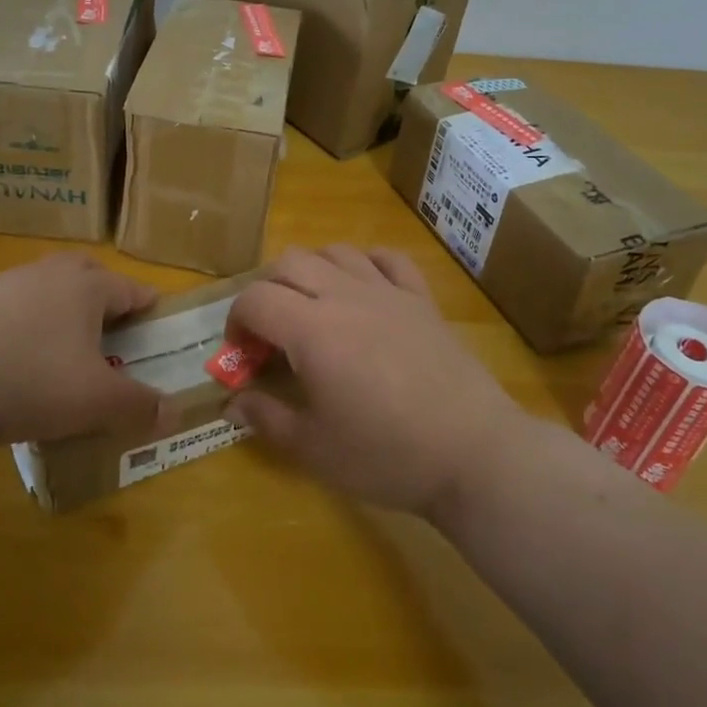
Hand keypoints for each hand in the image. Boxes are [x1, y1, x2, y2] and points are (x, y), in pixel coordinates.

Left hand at [0, 252, 163, 450]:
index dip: (146, 302)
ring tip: (65, 340)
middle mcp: (49, 274)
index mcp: (86, 287)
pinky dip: (26, 321)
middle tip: (112, 322)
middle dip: (103, 292)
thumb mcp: (96, 402)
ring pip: (46, 285)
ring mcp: (6, 285)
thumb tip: (174, 413)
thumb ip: (138, 405)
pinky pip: (13, 305)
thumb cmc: (32, 382)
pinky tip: (19, 354)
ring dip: (61, 305)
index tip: (156, 314)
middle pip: (86, 272)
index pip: (128, 288)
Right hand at [226, 246, 525, 518]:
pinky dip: (366, 263)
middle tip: (271, 332)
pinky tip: (364, 288)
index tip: (242, 355)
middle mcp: (345, 296)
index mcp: (312, 330)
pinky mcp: (422, 300)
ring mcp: (388, 292)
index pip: (255, 299)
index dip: (236, 322)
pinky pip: (389, 259)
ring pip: (336, 252)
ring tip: (313, 308)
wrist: (473, 453)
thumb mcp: (314, 449)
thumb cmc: (387, 454)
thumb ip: (267, 418)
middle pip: (289, 263)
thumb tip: (233, 401)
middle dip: (267, 290)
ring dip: (311, 271)